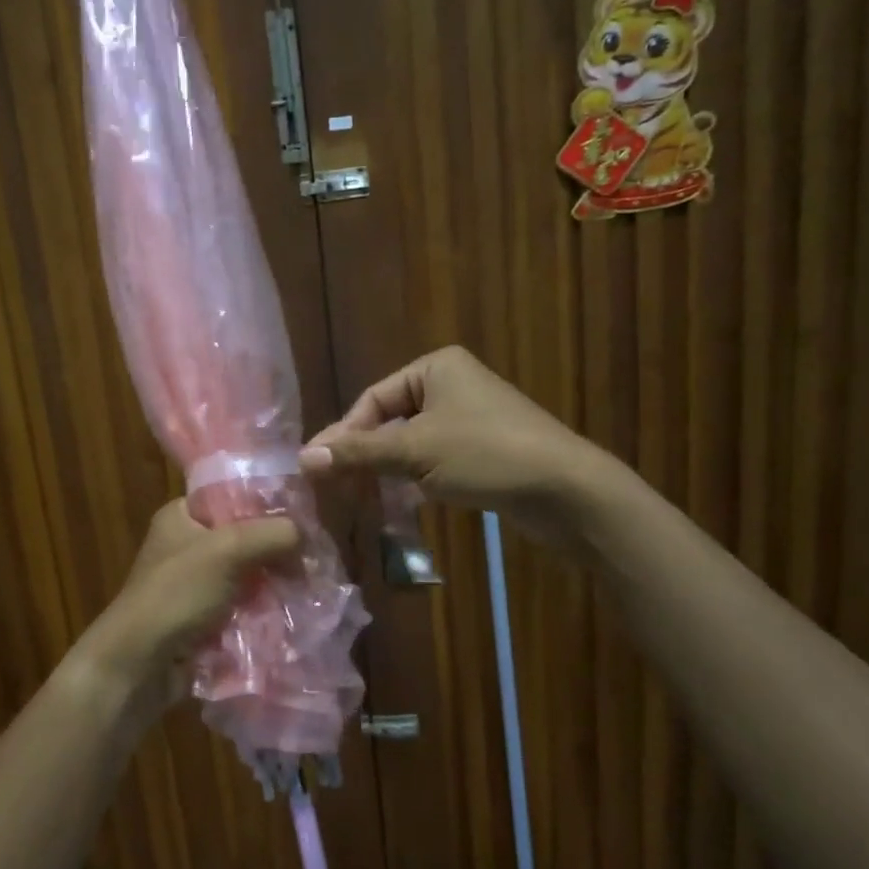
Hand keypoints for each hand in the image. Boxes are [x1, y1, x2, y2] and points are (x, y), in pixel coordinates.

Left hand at [67, 500, 298, 725]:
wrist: (139, 666)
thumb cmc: (177, 594)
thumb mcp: (228, 550)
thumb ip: (272, 534)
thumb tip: (306, 536)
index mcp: (181, 515)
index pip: (233, 495)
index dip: (269, 504)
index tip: (306, 516)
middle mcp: (187, 544)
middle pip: (245, 536)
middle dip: (277, 549)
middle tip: (314, 558)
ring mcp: (195, 583)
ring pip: (248, 573)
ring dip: (274, 581)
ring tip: (311, 585)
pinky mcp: (204, 617)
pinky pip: (244, 604)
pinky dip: (264, 607)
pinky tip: (293, 610)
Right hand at [299, 346, 604, 552]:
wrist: (566, 489)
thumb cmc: (485, 455)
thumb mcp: (415, 452)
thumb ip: (359, 453)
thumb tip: (303, 458)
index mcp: (436, 368)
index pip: (374, 399)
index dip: (345, 434)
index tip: (321, 469)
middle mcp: (453, 384)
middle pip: (392, 420)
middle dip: (366, 453)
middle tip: (337, 487)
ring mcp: (472, 417)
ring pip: (413, 442)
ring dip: (389, 469)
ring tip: (363, 497)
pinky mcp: (486, 448)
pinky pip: (437, 458)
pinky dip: (417, 477)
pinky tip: (403, 501)